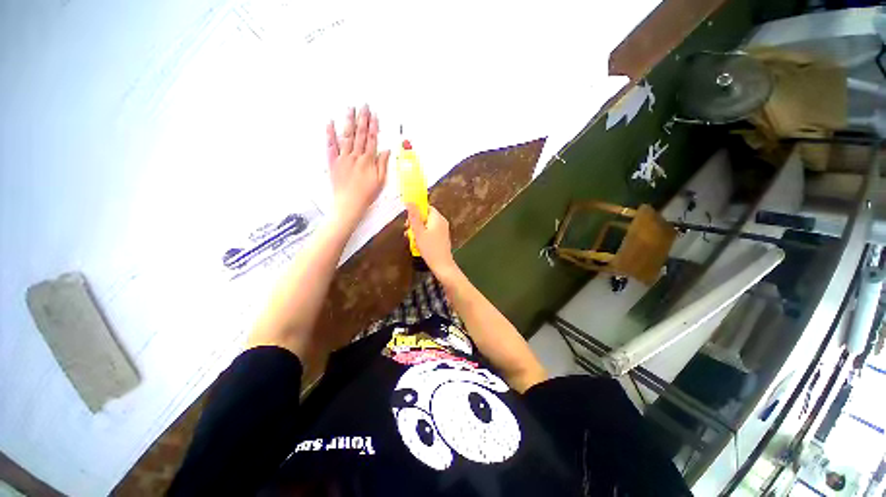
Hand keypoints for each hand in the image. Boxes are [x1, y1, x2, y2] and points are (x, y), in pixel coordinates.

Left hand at [327, 105, 389, 226]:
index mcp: (368, 161)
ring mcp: (343, 157)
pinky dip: (330, 133)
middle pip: (360, 134)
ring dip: (349, 121)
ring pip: (347, 136)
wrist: (349, 204)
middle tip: (364, 106)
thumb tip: (386, 150)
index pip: (372, 139)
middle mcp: (355, 156)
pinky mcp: (333, 162)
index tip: (374, 115)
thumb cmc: (366, 194)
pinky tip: (331, 122)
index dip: (373, 126)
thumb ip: (382, 164)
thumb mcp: (380, 181)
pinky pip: (331, 145)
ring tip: (351, 109)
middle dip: (363, 119)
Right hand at [406, 204, 457, 275]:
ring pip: (427, 225)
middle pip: (426, 216)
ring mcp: (443, 230)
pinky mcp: (442, 237)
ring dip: (418, 230)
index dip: (416, 211)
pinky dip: (424, 235)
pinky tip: (419, 243)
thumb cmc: (430, 249)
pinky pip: (431, 231)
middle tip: (408, 230)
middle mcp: (442, 221)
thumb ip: (414, 216)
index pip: (426, 207)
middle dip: (416, 222)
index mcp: (437, 218)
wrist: (442, 265)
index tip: (408, 219)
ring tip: (412, 238)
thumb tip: (409, 202)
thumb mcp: (418, 232)